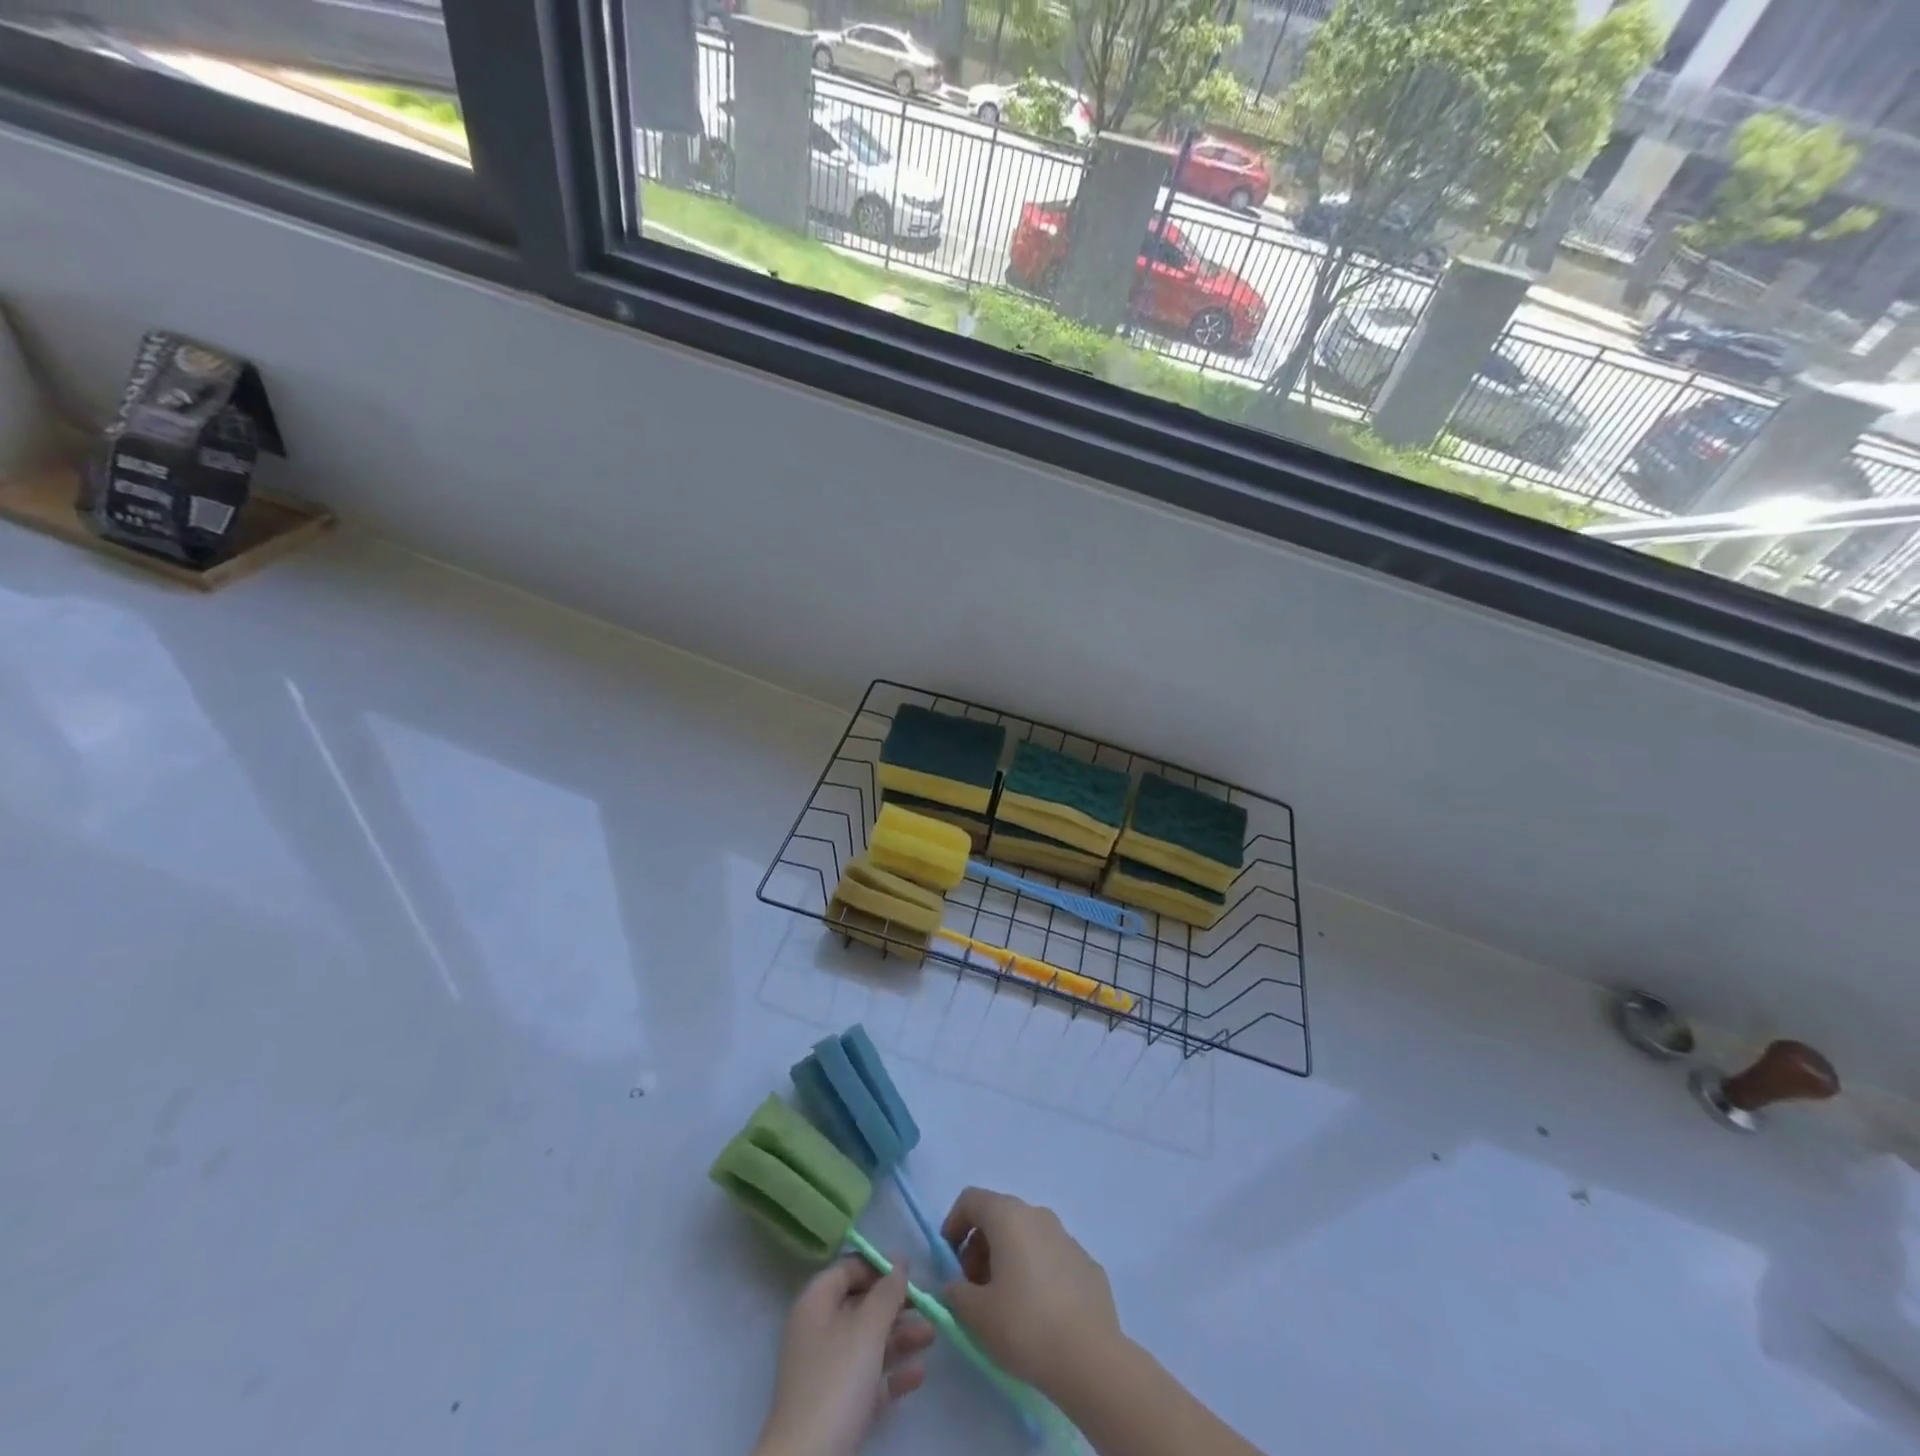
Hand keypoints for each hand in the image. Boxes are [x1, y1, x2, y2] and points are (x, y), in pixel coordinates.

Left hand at [753, 1256, 934, 1455]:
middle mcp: (818, 1331)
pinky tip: (919, 1375)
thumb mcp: (867, 1328)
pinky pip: (868, 1378)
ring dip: (900, 1337)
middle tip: (927, 1305)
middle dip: (895, 1305)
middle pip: (861, 1306)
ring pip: (868, 1342)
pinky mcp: (837, 1406)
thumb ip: (887, 1292)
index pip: (847, 1269)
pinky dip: (892, 1374)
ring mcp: (827, 1371)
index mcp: (816, 1304)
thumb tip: (899, 1262)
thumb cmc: (836, 1380)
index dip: (877, 1266)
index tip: (909, 1271)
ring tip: (932, 1336)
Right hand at [940, 1187, 1123, 1395]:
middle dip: (979, 1246)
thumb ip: (955, 1293)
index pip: (971, 1199)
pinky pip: (1051, 1257)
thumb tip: (954, 1286)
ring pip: (1027, 1236)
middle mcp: (1038, 1215)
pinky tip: (1038, 1312)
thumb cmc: (1024, 1325)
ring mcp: (1067, 1237)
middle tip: (973, 1287)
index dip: (954, 1224)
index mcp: (1009, 1216)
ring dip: (1007, 1258)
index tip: (949, 1260)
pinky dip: (1035, 1272)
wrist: (1090, 1357)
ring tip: (1004, 1303)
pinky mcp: (1086, 1263)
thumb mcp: (975, 1314)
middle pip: (999, 1216)